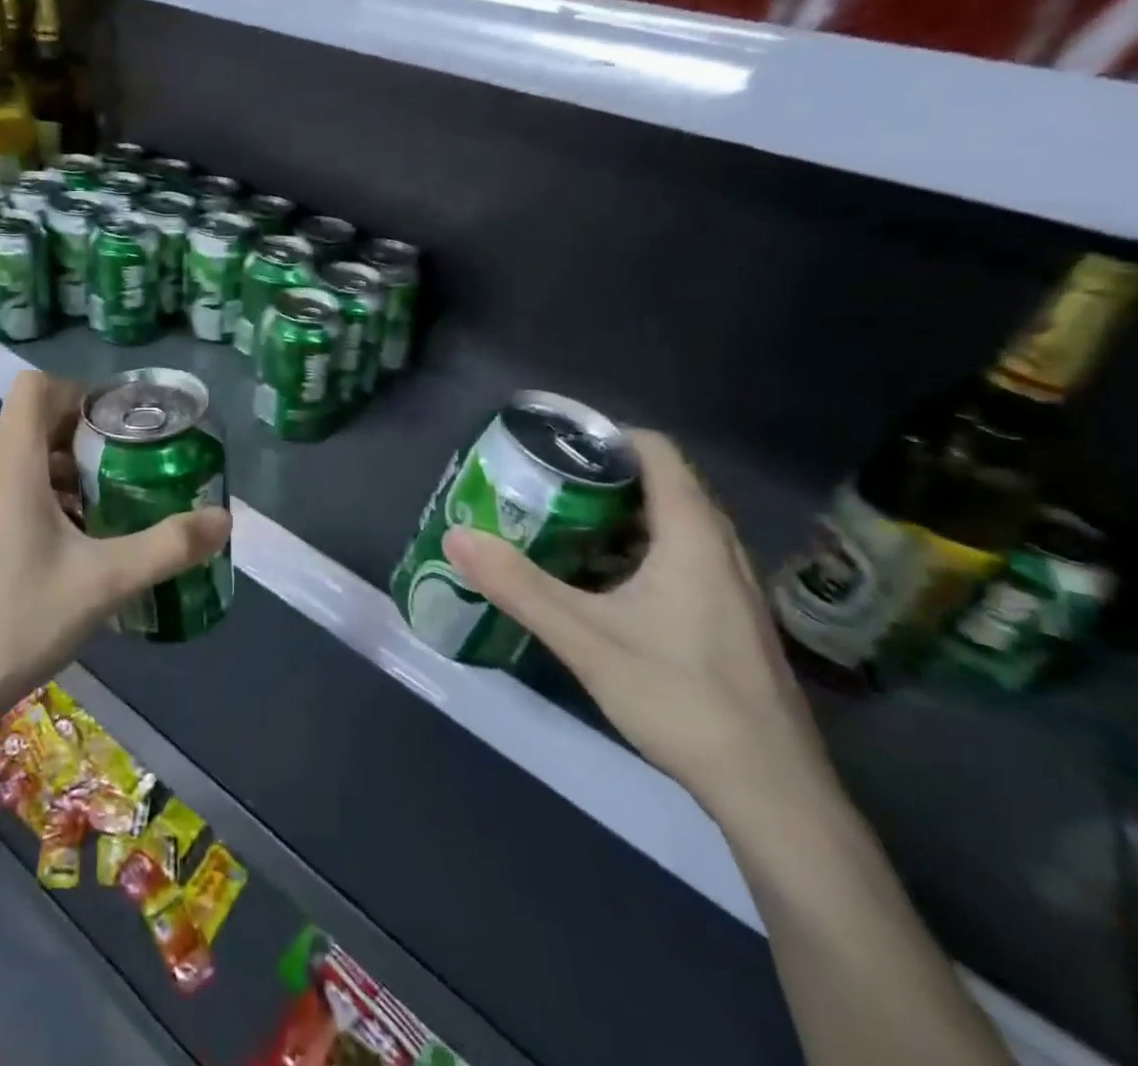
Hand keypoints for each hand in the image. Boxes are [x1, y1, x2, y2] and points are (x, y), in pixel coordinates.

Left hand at [0, 371, 231, 735]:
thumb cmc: (22, 620)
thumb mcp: (106, 582)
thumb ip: (168, 546)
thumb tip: (224, 519)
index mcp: (13, 467)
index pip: (35, 388)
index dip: (78, 391)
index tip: (118, 422)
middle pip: (34, 423)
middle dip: (84, 434)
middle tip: (129, 462)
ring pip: (24, 459)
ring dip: (68, 468)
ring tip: (110, 502)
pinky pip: (12, 489)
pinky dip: (47, 494)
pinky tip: (76, 540)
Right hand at [444, 430, 828, 812]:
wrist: (772, 793)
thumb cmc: (681, 699)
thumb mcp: (585, 638)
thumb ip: (518, 585)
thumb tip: (456, 536)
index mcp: (693, 536)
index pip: (656, 451)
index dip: (604, 436)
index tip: (551, 443)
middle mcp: (718, 549)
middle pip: (659, 485)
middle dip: (597, 477)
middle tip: (539, 484)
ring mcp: (729, 587)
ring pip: (668, 526)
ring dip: (613, 518)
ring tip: (556, 526)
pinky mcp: (727, 619)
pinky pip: (677, 559)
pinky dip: (632, 553)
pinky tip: (594, 585)